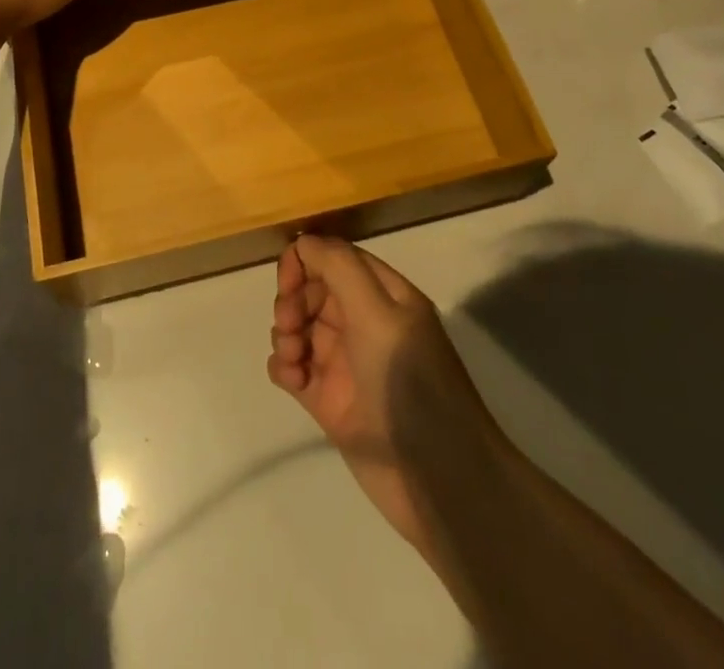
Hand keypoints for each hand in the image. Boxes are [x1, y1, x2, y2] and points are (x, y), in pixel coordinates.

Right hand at [268, 236, 497, 557]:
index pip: (334, 257)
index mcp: (383, 295)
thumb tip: (303, 242)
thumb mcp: (378, 312)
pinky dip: (284, 367)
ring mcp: (346, 362)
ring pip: (299, 327)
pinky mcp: (330, 401)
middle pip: (312, 290)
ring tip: (293, 360)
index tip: (289, 285)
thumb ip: (338, 266)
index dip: (305, 262)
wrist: (438, 481)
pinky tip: (292, 382)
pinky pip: (293, 369)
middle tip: (290, 325)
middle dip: (292, 300)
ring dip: (285, 334)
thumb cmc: (409, 383)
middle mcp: (364, 322)